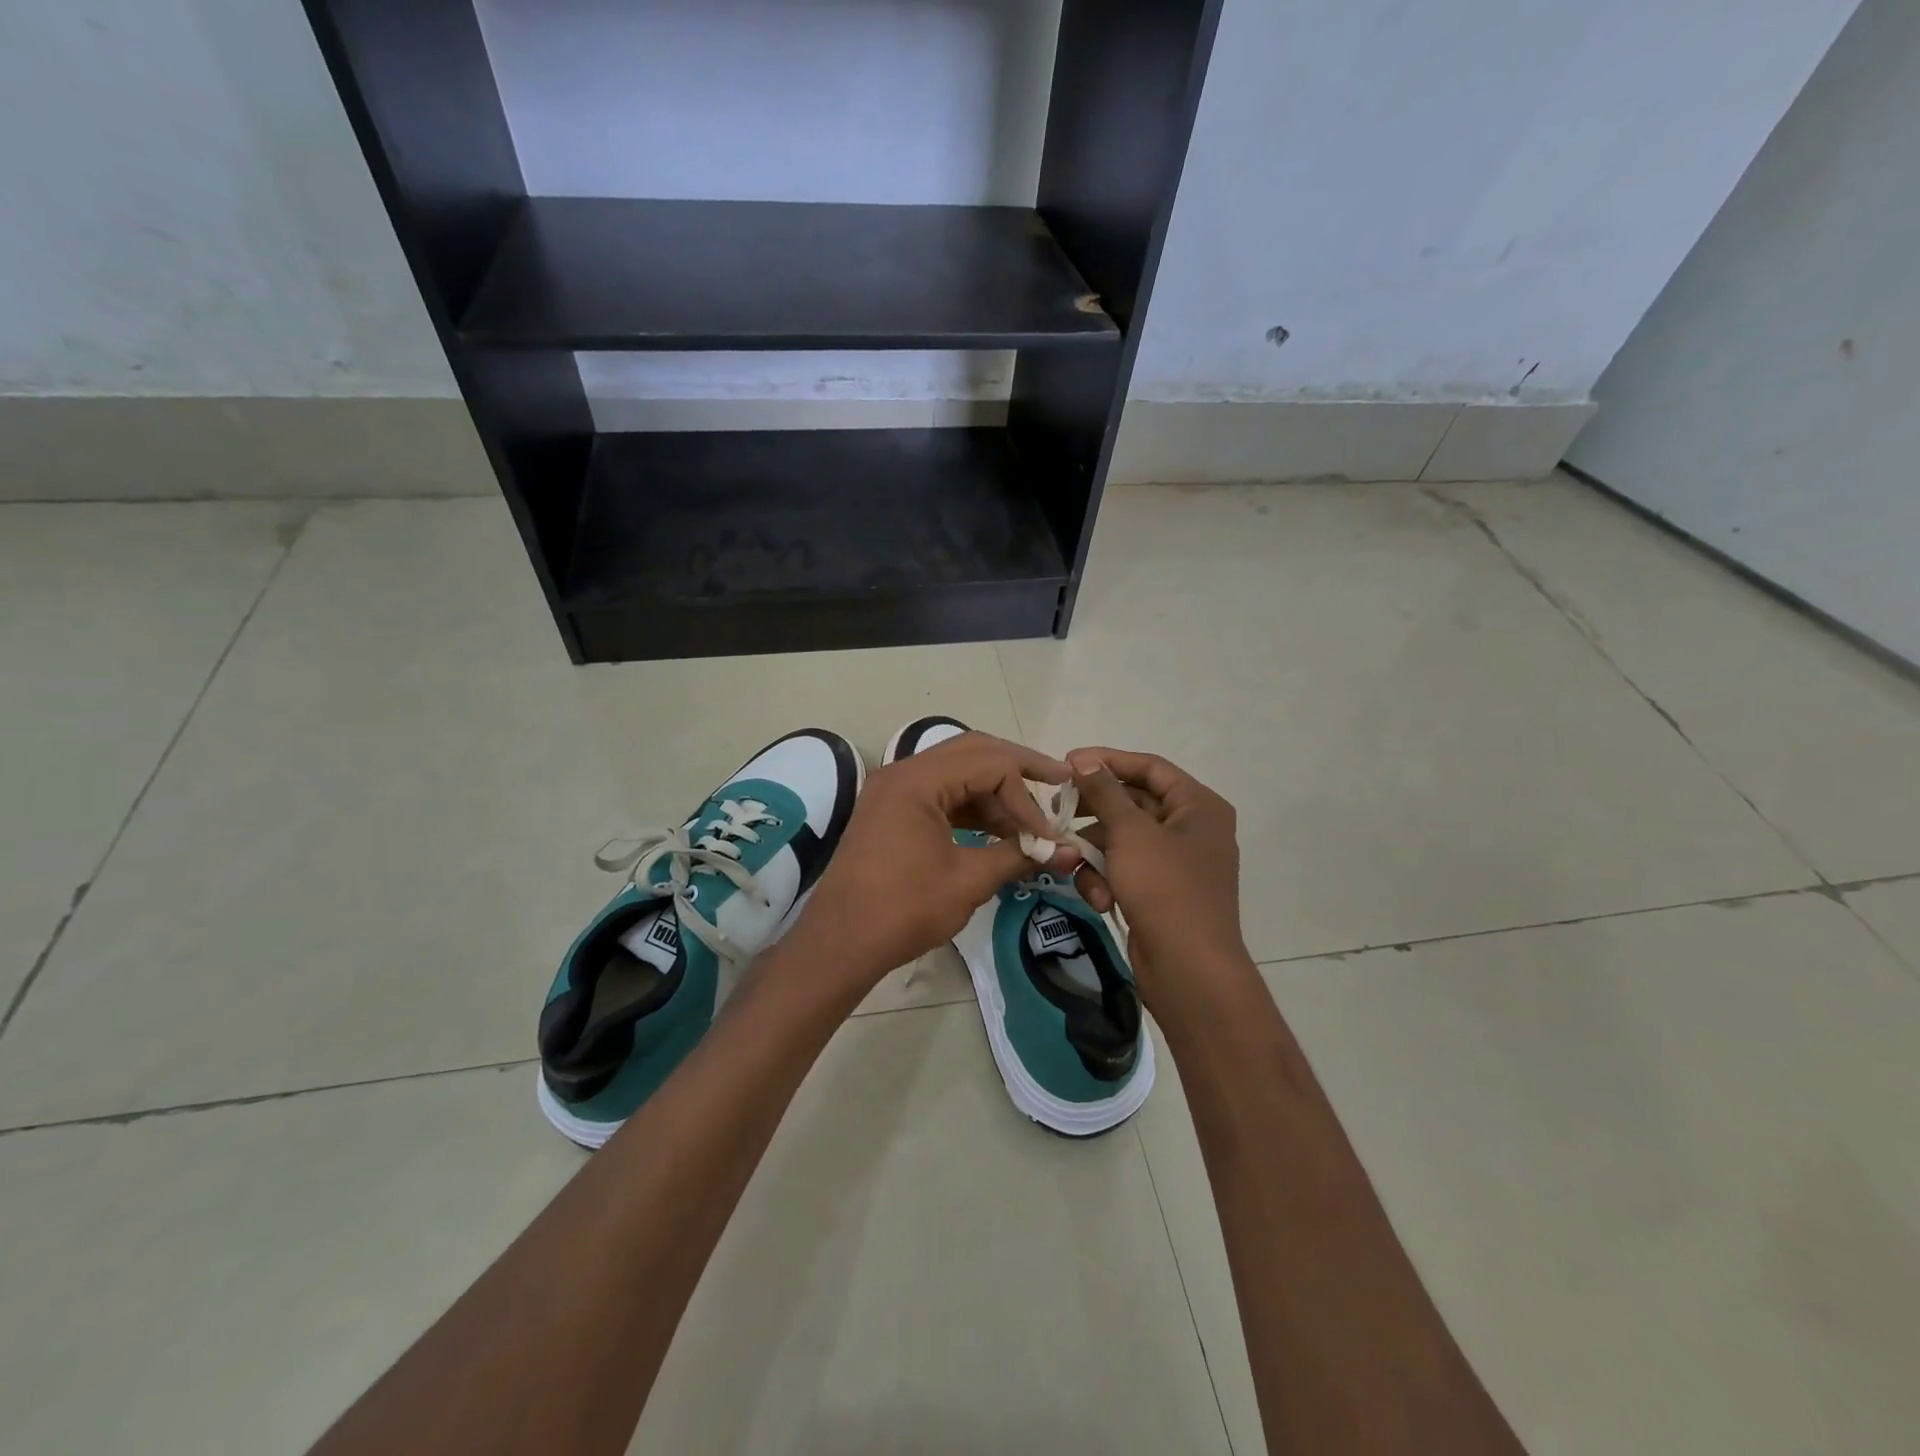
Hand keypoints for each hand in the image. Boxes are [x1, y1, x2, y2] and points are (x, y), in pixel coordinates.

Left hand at [794, 732, 1081, 991]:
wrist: (840, 943)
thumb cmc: (902, 911)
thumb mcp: (968, 881)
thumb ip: (1018, 855)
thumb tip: (1068, 850)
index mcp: (917, 780)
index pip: (990, 764)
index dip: (1026, 796)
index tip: (1048, 834)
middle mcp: (903, 772)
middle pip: (973, 751)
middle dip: (1018, 768)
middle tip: (1058, 781)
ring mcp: (895, 790)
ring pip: (957, 771)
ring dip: (995, 790)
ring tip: (1030, 818)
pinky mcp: (893, 810)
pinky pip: (941, 793)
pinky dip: (972, 806)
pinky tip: (999, 829)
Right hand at [1064, 748, 1250, 1008]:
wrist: (1189, 970)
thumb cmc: (1165, 889)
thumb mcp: (1130, 833)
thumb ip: (1105, 792)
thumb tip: (1084, 760)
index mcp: (1198, 806)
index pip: (1150, 768)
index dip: (1108, 761)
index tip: (1067, 762)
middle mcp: (1192, 829)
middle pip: (1133, 804)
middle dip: (1094, 814)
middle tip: (1057, 812)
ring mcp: (1177, 864)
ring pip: (1123, 841)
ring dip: (1095, 854)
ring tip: (1073, 865)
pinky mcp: (1160, 893)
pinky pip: (1126, 871)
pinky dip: (1108, 881)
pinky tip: (1100, 900)